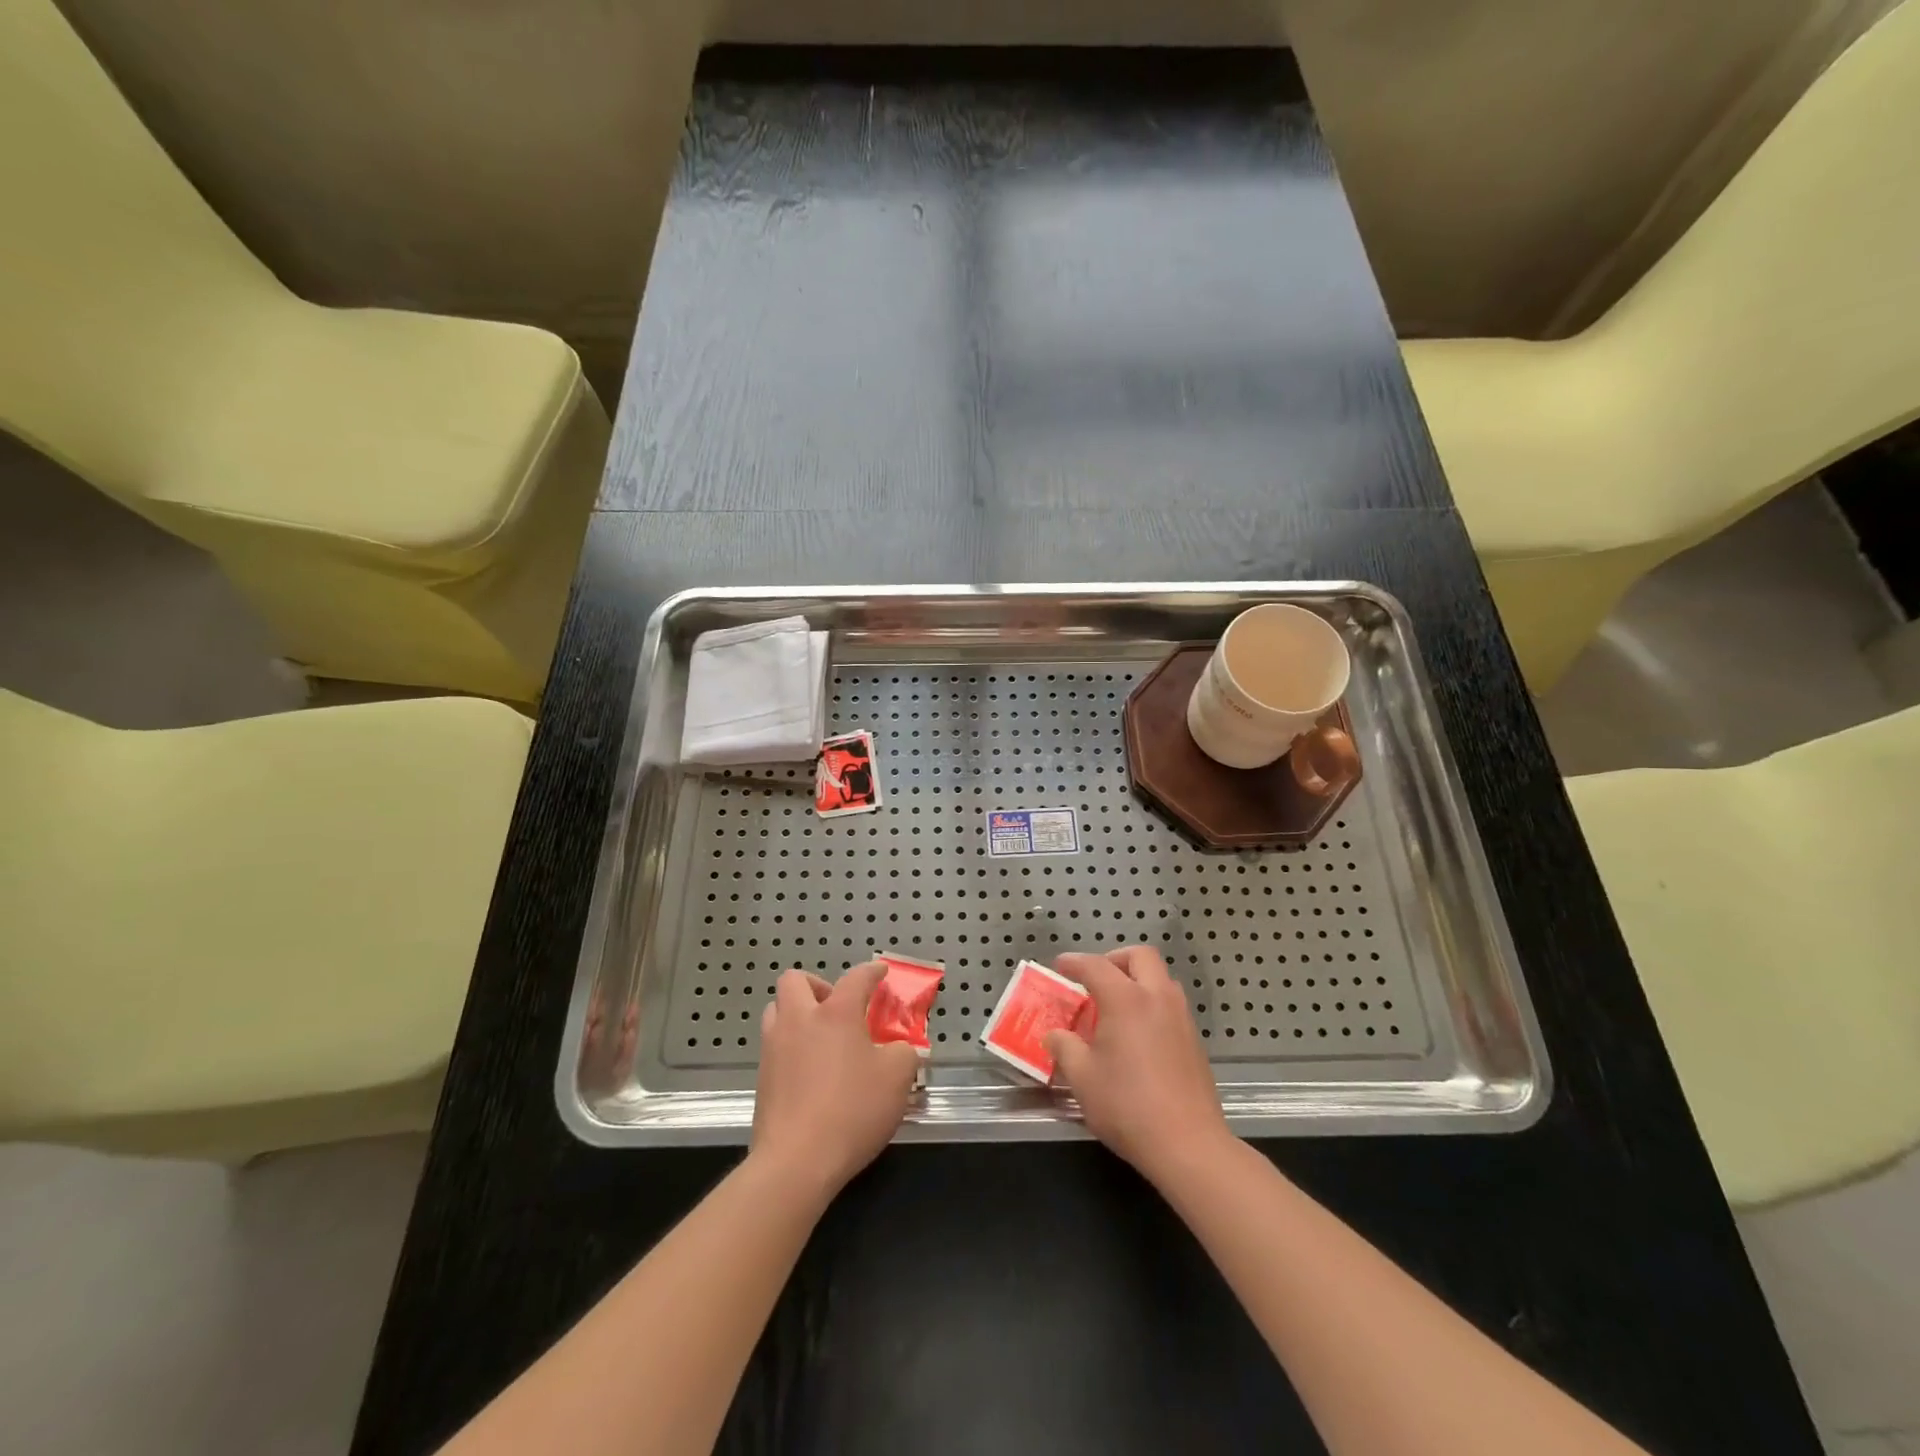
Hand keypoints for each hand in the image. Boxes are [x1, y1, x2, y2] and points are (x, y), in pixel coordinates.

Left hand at [751, 961, 919, 1199]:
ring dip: (797, 1013)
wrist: (796, 1162)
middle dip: (817, 984)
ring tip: (820, 1036)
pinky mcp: (762, 1078)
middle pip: (795, 981)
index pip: (856, 978)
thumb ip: (904, 1053)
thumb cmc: (852, 1110)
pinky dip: (791, 1046)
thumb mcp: (897, 1078)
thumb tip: (899, 1049)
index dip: (871, 972)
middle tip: (838, 1007)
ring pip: (777, 1010)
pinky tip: (810, 1070)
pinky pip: (774, 1046)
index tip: (880, 972)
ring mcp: (774, 1048)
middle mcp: (799, 1020)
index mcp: (836, 1013)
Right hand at [1045, 946, 1231, 1184]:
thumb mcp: (1082, 1078)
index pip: (1095, 966)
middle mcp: (1157, 998)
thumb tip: (1055, 1035)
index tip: (1060, 965)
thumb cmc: (1127, 1106)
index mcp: (1126, 1000)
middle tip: (1096, 980)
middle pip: (1140, 956)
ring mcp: (1181, 1018)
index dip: (1074, 962)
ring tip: (1116, 1007)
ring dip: (1138, 980)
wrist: (1188, 1144)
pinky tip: (1138, 1035)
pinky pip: (1171, 1004)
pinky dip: (1151, 1004)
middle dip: (1115, 959)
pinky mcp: (1195, 1041)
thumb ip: (1064, 1048)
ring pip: (1161, 978)